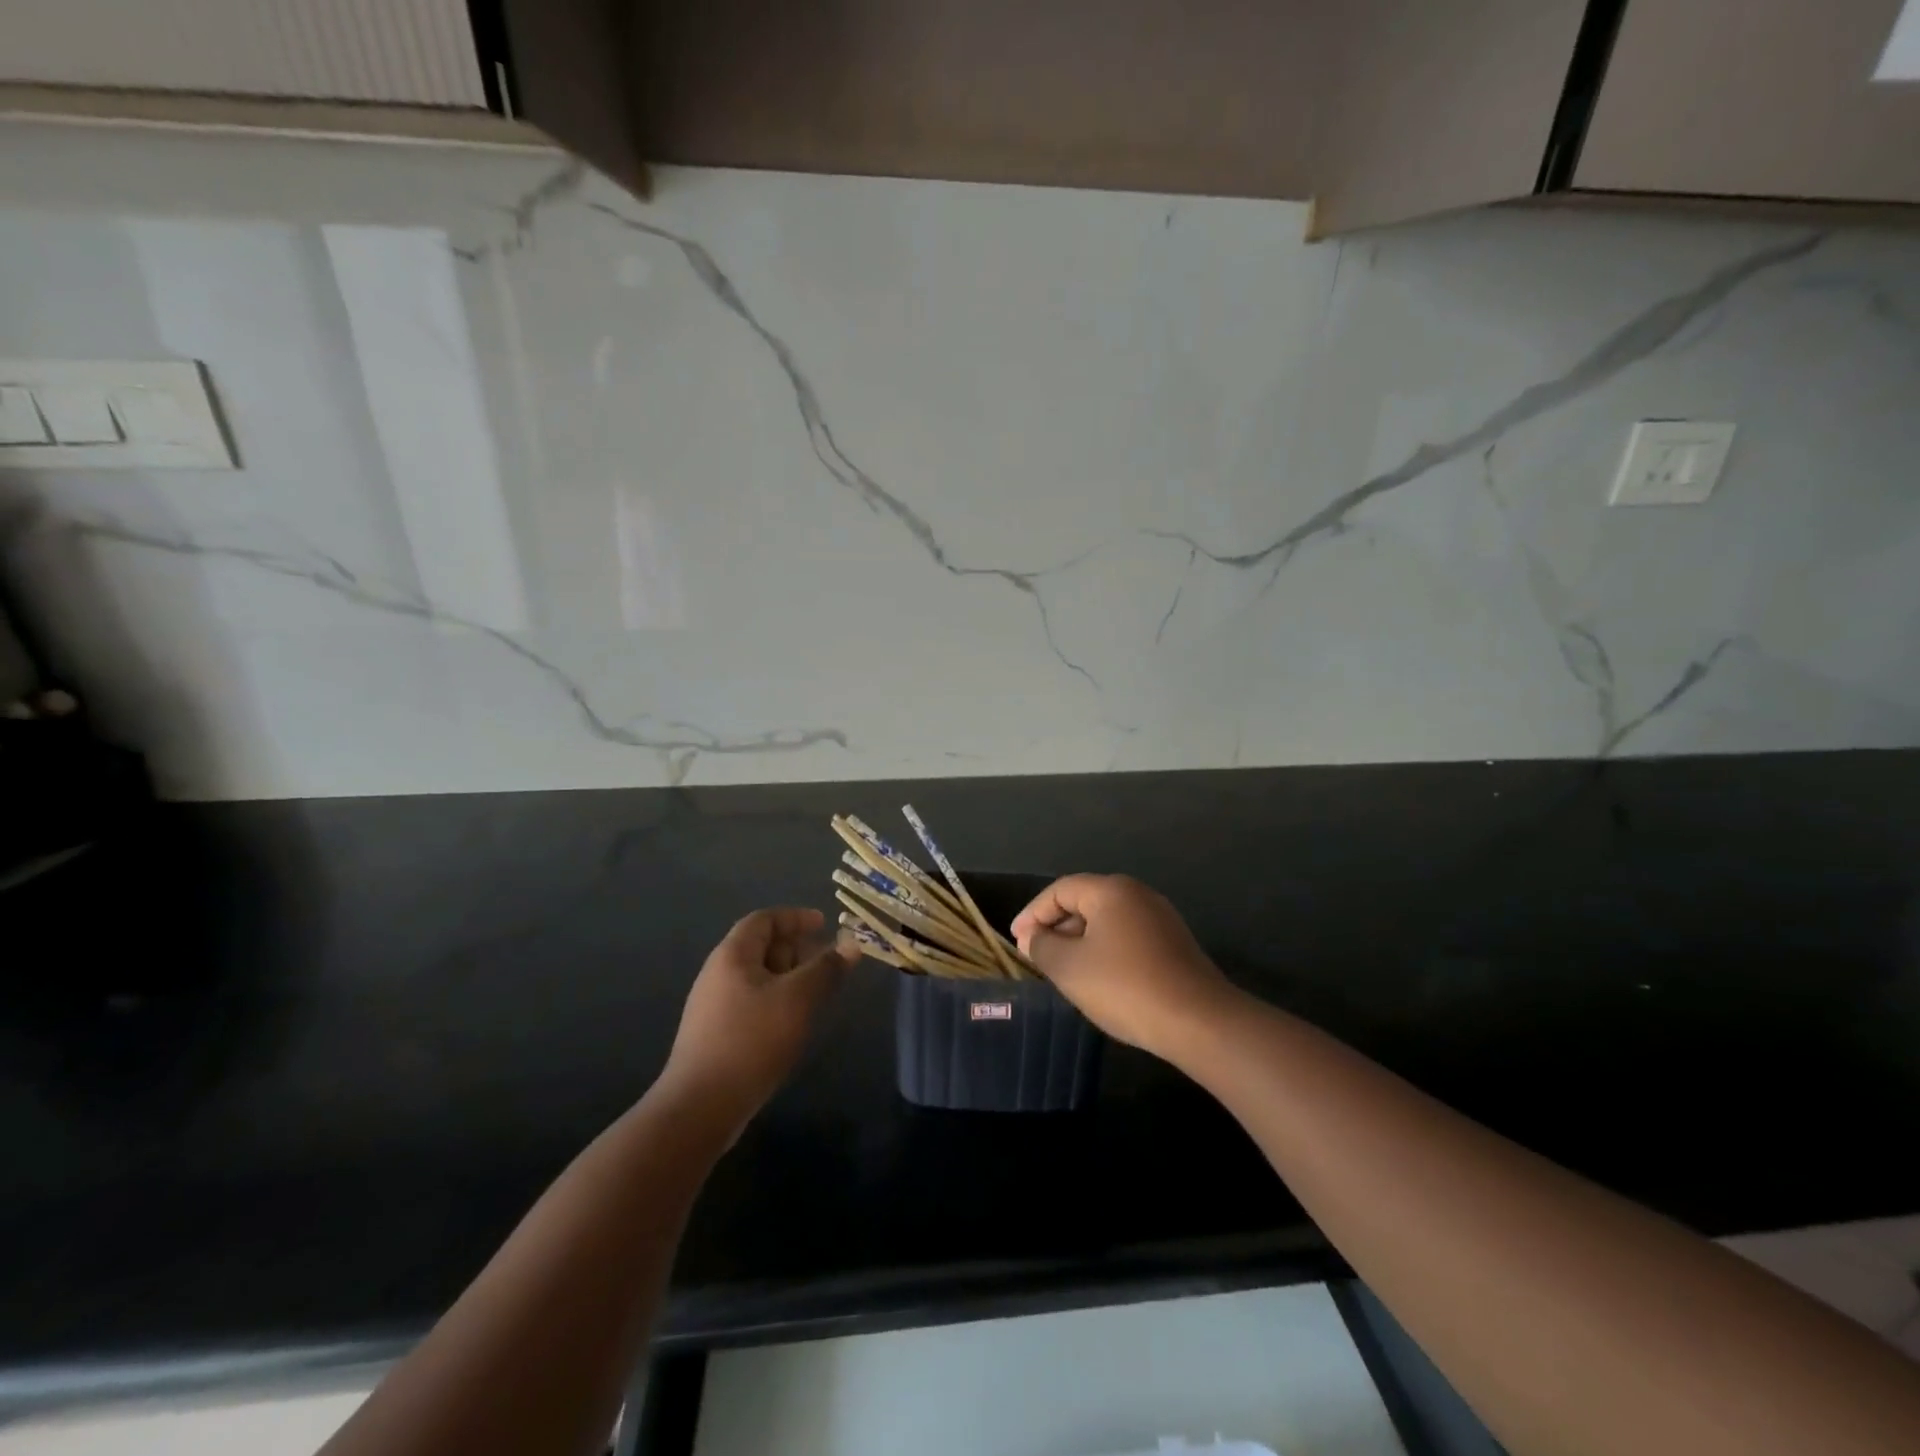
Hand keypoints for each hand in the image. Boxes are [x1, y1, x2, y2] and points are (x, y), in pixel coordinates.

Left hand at [660, 908, 853, 1129]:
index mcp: (732, 955)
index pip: (764, 919)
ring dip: (790, 978)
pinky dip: (778, 1002)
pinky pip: (753, 1004)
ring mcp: (714, 1007)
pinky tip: (794, 1024)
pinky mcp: (717, 1036)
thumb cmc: (751, 1040)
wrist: (700, 1108)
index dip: (795, 917)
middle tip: (828, 962)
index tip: (825, 924)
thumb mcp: (798, 999)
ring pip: (759, 978)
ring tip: (818, 994)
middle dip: (797, 949)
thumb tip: (852, 945)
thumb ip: (826, 969)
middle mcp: (718, 974)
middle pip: (761, 947)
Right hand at [1012, 875, 1236, 1059]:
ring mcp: (1160, 919)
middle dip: (1056, 926)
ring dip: (1079, 940)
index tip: (1016, 939)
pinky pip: (1127, 937)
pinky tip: (1097, 978)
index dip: (1033, 912)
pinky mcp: (1174, 945)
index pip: (1061, 890)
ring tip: (1061, 968)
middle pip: (1085, 901)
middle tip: (1035, 954)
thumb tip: (1033, 937)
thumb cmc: (1125, 987)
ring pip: (1107, 921)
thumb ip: (1043, 946)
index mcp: (1111, 890)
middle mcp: (1138, 895)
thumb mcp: (1070, 968)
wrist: (1198, 1021)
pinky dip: (1104, 950)